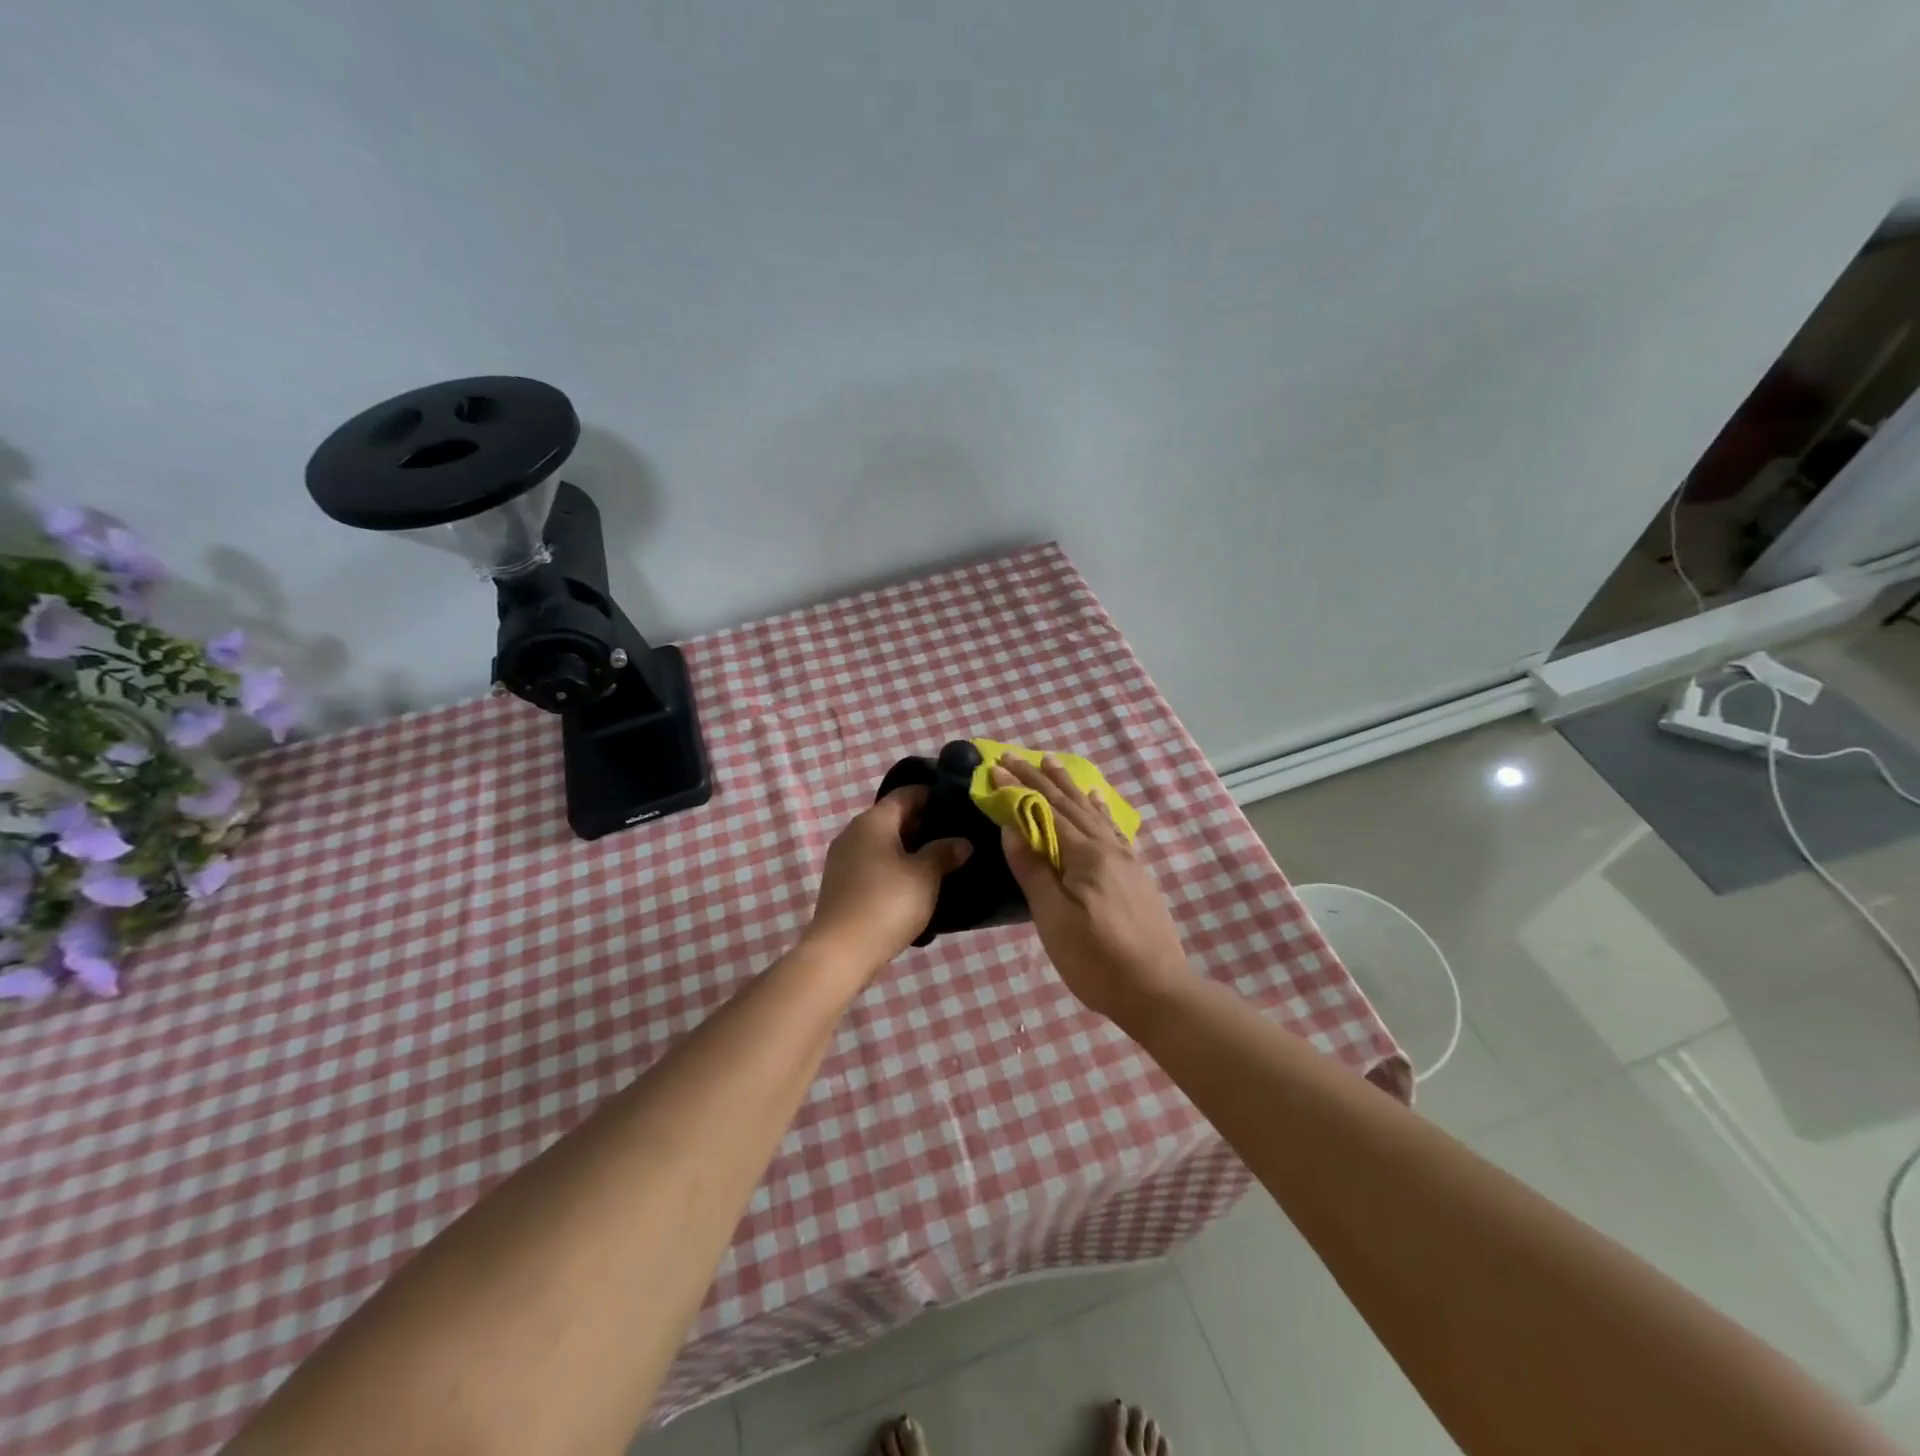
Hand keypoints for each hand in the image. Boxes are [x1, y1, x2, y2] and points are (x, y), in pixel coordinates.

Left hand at [804, 786, 971, 971]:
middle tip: (955, 834)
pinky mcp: (840, 883)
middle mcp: (853, 831)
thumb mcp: (925, 876)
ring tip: (940, 860)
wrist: (841, 951)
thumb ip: (944, 852)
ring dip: (909, 847)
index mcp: (873, 820)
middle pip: (893, 817)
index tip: (958, 803)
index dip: (932, 794)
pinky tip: (914, 882)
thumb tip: (962, 842)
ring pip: (883, 841)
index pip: (906, 793)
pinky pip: (873, 862)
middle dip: (923, 823)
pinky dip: (894, 865)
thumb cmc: (887, 903)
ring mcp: (843, 858)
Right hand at [994, 757, 1192, 1021]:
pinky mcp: (1136, 874)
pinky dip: (1097, 809)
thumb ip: (1034, 870)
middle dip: (1040, 778)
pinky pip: (1111, 827)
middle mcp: (1108, 847)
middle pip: (1070, 804)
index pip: (1046, 811)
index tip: (995, 766)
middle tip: (1016, 756)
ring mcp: (1126, 860)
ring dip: (1069, 787)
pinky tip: (1096, 802)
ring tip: (1052, 764)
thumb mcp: (1054, 919)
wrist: (1158, 991)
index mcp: (1086, 855)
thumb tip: (1013, 827)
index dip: (1019, 787)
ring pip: (1092, 811)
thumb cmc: (1096, 959)